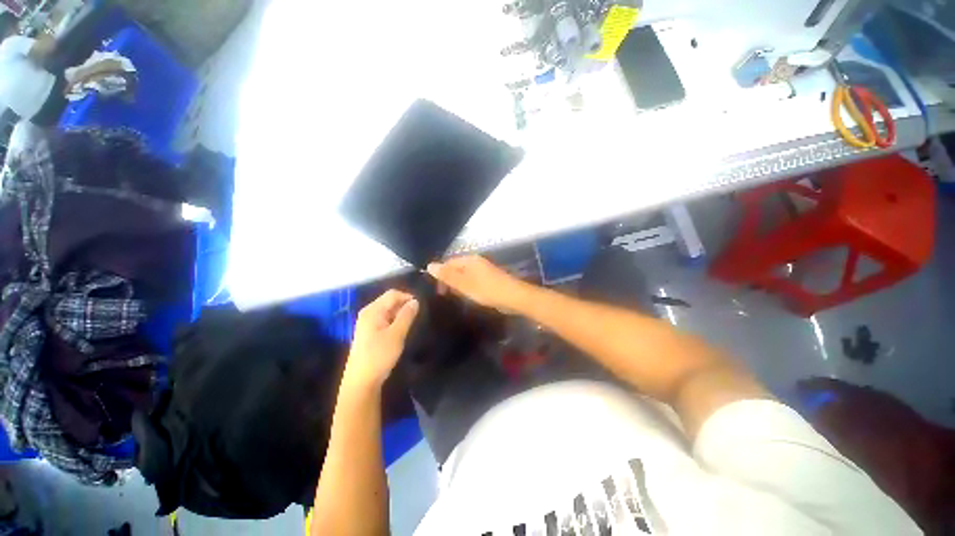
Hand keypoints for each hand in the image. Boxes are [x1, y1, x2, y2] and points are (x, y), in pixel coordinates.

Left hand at [343, 290, 418, 391]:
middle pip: (389, 301)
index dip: (408, 297)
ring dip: (401, 314)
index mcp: (373, 310)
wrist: (361, 381)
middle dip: (404, 305)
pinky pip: (385, 320)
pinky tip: (402, 330)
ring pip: (388, 311)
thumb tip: (415, 301)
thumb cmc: (379, 355)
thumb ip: (406, 316)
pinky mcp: (370, 332)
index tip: (421, 307)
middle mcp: (369, 313)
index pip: (393, 294)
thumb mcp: (396, 334)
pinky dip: (395, 321)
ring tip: (412, 323)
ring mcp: (368, 323)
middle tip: (418, 316)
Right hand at [427, 256, 529, 313]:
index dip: (440, 275)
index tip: (437, 291)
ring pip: (464, 275)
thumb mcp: (464, 284)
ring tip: (454, 297)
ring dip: (457, 285)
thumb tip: (430, 265)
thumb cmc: (487, 290)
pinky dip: (466, 288)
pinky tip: (466, 297)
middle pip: (456, 268)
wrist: (513, 297)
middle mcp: (475, 262)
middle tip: (444, 296)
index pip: (448, 263)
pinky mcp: (488, 279)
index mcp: (469, 260)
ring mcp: (483, 270)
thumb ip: (448, 276)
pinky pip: (472, 281)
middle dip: (448, 280)